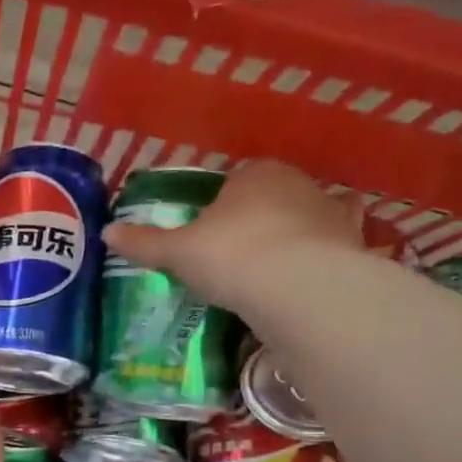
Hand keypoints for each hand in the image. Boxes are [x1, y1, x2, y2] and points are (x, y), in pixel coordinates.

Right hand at [103, 160, 361, 317]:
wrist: (297, 287)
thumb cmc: (231, 256)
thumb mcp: (178, 252)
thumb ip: (146, 242)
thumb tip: (108, 232)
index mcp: (255, 174)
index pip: (236, 180)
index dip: (221, 206)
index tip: (209, 236)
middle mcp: (298, 184)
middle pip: (272, 198)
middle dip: (258, 220)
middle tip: (236, 258)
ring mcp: (331, 214)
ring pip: (308, 220)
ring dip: (296, 238)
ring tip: (275, 272)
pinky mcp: (354, 247)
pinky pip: (336, 250)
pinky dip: (326, 261)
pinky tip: (311, 281)